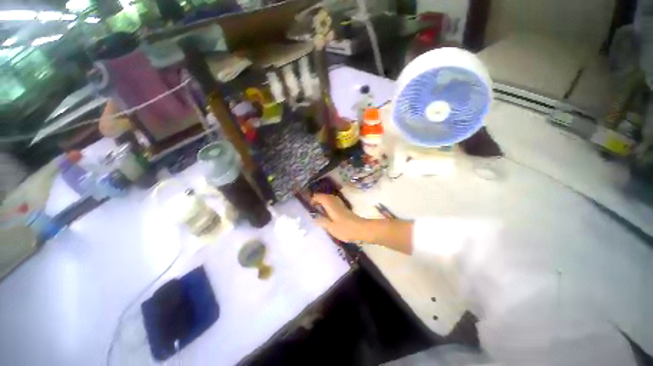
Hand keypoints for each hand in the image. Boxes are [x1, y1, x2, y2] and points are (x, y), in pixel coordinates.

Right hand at [311, 194, 367, 242]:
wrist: (361, 229)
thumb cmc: (345, 229)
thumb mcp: (331, 227)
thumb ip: (321, 221)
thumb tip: (313, 217)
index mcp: (330, 205)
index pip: (320, 197)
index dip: (313, 199)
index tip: (309, 205)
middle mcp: (335, 201)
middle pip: (325, 196)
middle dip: (318, 199)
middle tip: (312, 206)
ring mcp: (340, 204)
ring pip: (329, 198)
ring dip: (323, 200)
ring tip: (318, 208)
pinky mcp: (344, 208)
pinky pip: (333, 201)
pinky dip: (328, 203)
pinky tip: (327, 211)